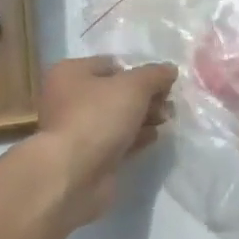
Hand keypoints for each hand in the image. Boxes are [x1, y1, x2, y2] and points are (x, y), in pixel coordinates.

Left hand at [33, 56, 177, 228]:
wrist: (74, 174)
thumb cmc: (98, 117)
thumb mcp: (133, 86)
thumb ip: (154, 75)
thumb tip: (169, 69)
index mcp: (70, 73)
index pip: (111, 64)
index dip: (139, 72)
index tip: (164, 83)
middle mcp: (68, 98)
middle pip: (115, 92)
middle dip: (145, 97)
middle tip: (168, 104)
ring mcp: (77, 130)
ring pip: (117, 118)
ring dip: (143, 117)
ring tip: (165, 120)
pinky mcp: (88, 156)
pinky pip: (116, 140)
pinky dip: (135, 138)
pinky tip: (154, 137)